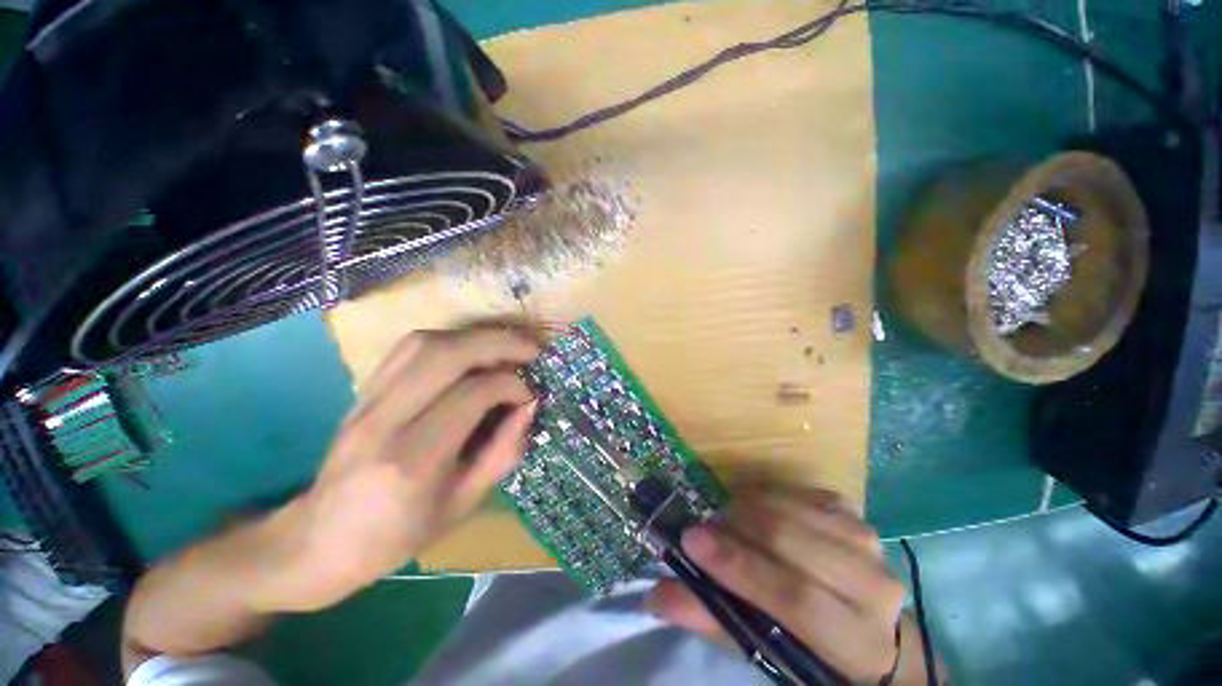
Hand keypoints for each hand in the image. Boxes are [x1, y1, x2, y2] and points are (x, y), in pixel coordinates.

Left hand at [264, 328, 539, 611]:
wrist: (317, 542)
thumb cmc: (396, 535)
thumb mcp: (462, 505)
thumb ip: (502, 452)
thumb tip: (529, 406)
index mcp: (413, 460)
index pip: (472, 394)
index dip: (511, 386)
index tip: (530, 395)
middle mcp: (385, 420)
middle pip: (446, 355)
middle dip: (499, 343)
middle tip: (531, 350)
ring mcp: (366, 401)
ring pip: (425, 343)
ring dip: (474, 338)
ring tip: (505, 348)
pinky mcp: (362, 392)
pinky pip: (408, 349)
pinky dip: (449, 341)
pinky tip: (469, 353)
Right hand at [648, 487, 907, 683]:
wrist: (864, 621)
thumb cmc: (809, 646)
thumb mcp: (764, 647)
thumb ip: (712, 619)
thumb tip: (655, 594)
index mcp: (856, 641)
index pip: (795, 598)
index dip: (739, 567)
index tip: (691, 541)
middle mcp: (872, 587)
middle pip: (793, 540)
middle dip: (737, 528)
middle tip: (701, 527)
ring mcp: (867, 541)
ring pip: (794, 509)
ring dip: (748, 508)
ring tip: (724, 519)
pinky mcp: (854, 514)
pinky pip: (800, 493)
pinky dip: (768, 495)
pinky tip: (753, 508)